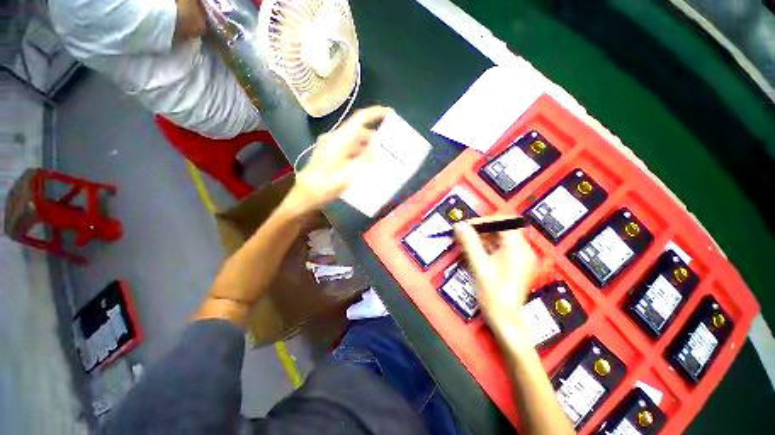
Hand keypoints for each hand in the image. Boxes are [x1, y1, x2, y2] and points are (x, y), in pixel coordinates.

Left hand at [289, 106, 393, 213]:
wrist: (306, 195)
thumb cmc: (325, 185)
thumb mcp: (347, 174)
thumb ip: (363, 160)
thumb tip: (378, 150)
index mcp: (338, 139)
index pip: (359, 119)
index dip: (375, 113)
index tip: (390, 114)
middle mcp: (335, 139)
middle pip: (358, 131)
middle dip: (375, 136)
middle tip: (390, 144)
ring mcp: (332, 146)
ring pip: (355, 141)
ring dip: (368, 146)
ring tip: (382, 156)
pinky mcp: (331, 154)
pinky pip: (350, 149)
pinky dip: (361, 153)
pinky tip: (368, 164)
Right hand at [454, 220, 549, 344]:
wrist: (506, 321)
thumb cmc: (493, 294)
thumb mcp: (479, 266)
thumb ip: (469, 243)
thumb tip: (459, 225)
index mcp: (517, 248)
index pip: (502, 222)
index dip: (483, 222)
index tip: (466, 227)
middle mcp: (522, 250)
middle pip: (501, 230)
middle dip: (480, 230)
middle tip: (462, 234)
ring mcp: (519, 258)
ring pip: (499, 239)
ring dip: (481, 238)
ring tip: (464, 242)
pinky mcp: (514, 265)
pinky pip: (499, 249)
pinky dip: (486, 247)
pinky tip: (473, 252)